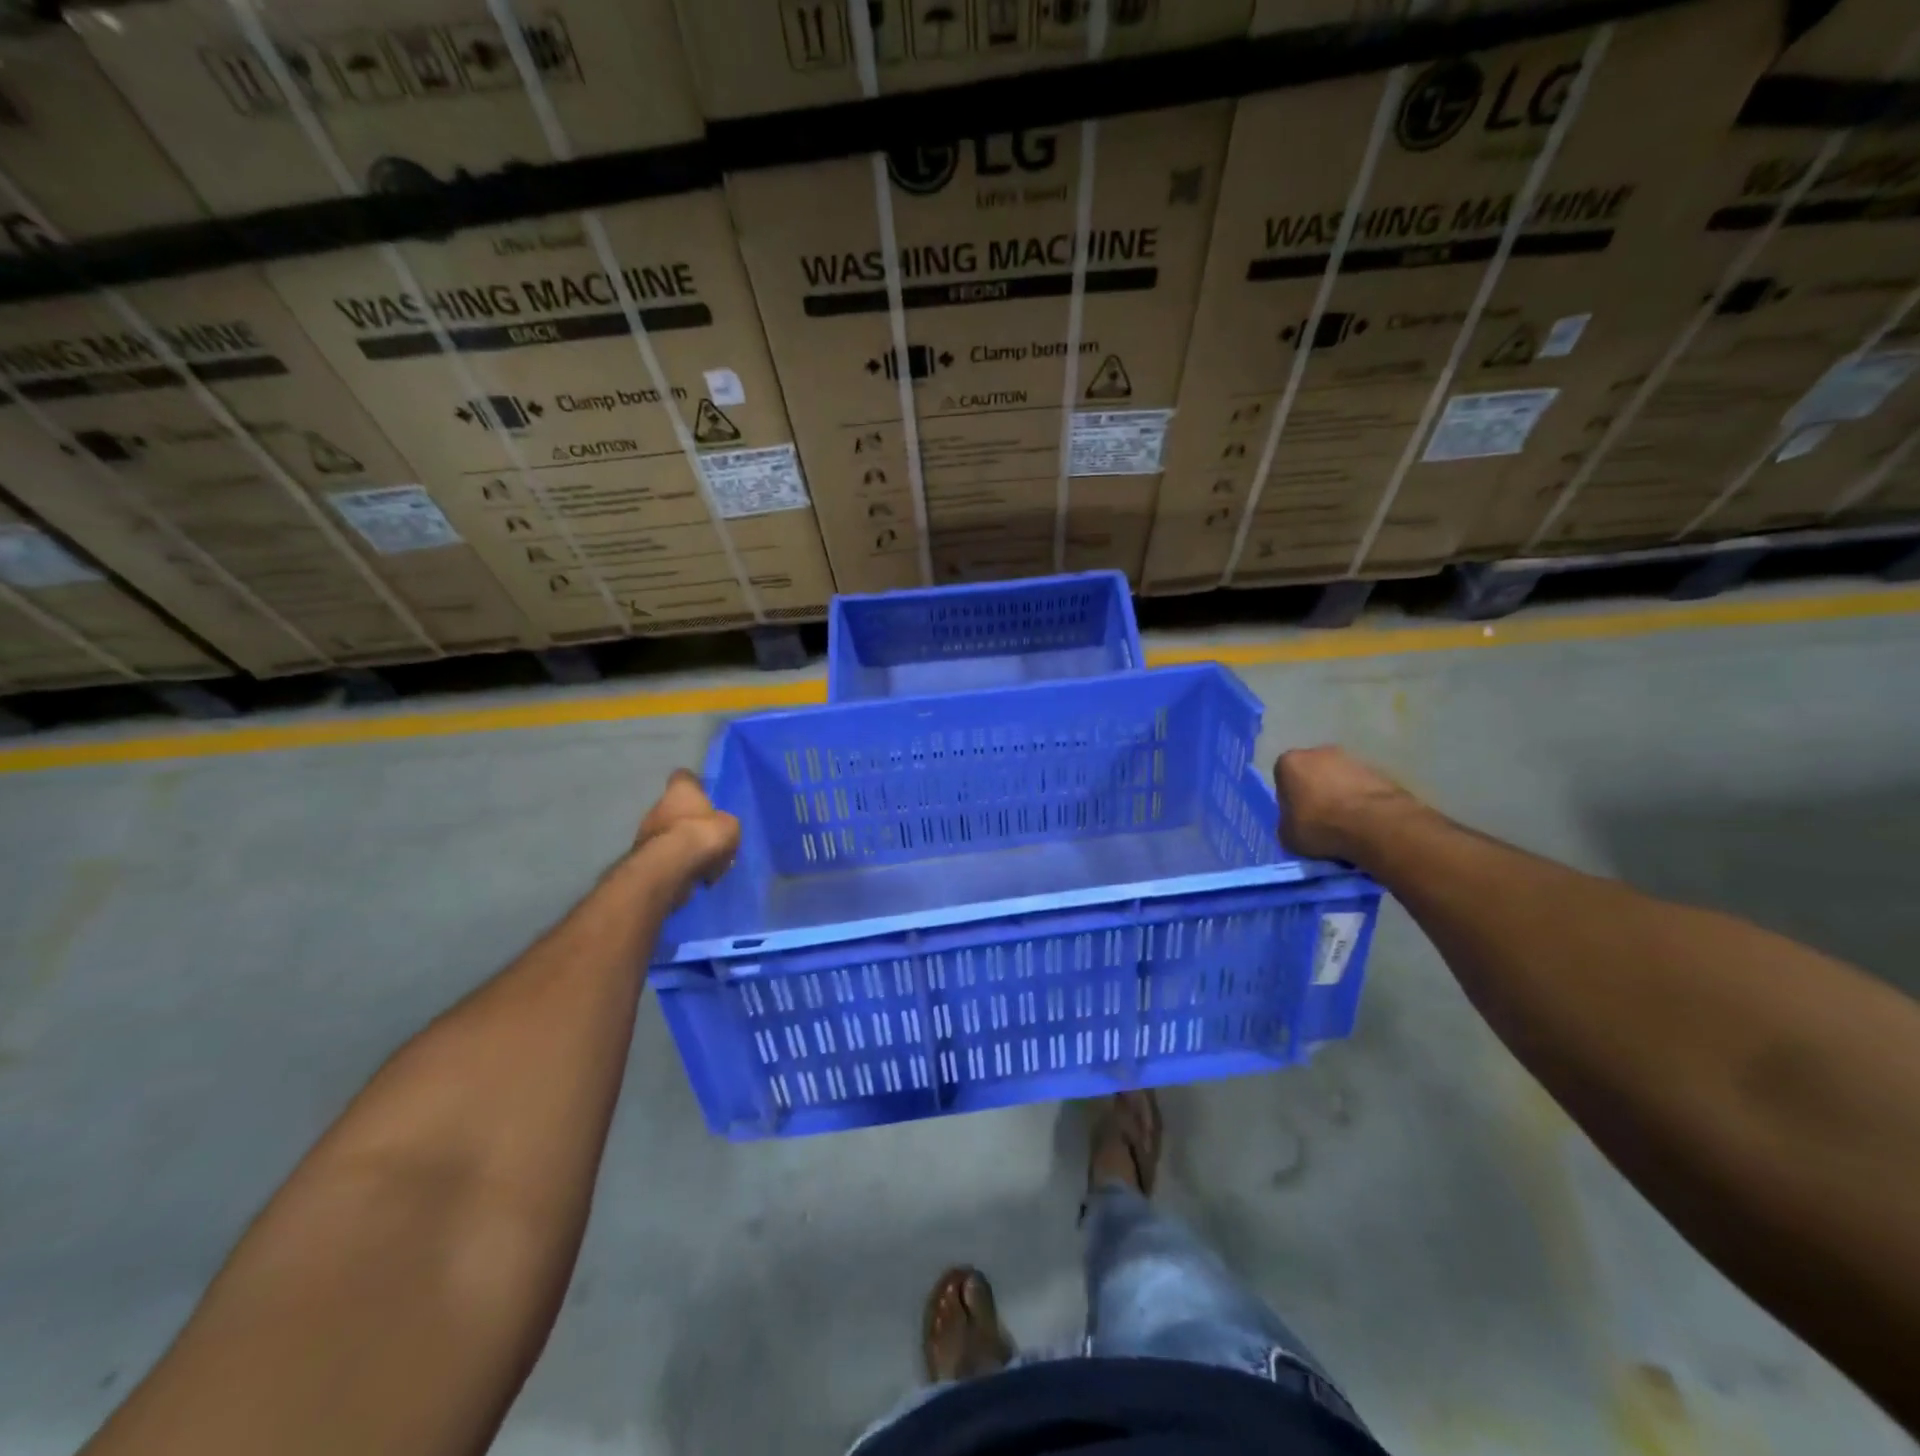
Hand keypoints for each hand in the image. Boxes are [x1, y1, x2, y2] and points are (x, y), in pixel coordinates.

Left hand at [633, 770, 739, 897]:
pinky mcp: (641, 857)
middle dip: (688, 820)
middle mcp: (658, 805)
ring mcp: (645, 831)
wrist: (670, 868)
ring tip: (701, 859)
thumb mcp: (730, 826)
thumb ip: (724, 823)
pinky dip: (675, 862)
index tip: (705, 796)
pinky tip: (691, 873)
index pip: (684, 777)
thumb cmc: (703, 835)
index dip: (695, 786)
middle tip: (707, 835)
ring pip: (667, 833)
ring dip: (680, 843)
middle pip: (674, 807)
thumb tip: (719, 827)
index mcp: (680, 790)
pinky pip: (663, 855)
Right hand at [1274, 747, 1424, 863]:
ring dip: (1339, 795)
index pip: (1283, 778)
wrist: (1374, 824)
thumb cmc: (1320, 825)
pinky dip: (1361, 800)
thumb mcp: (1287, 835)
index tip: (1297, 817)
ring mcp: (1351, 758)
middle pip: (1312, 773)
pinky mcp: (1378, 770)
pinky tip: (1364, 822)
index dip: (1289, 799)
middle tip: (1320, 819)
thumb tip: (1295, 824)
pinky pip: (1361, 787)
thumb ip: (1287, 823)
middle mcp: (1318, 752)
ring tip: (1345, 823)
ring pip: (1338, 779)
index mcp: (1289, 762)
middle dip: (1315, 791)